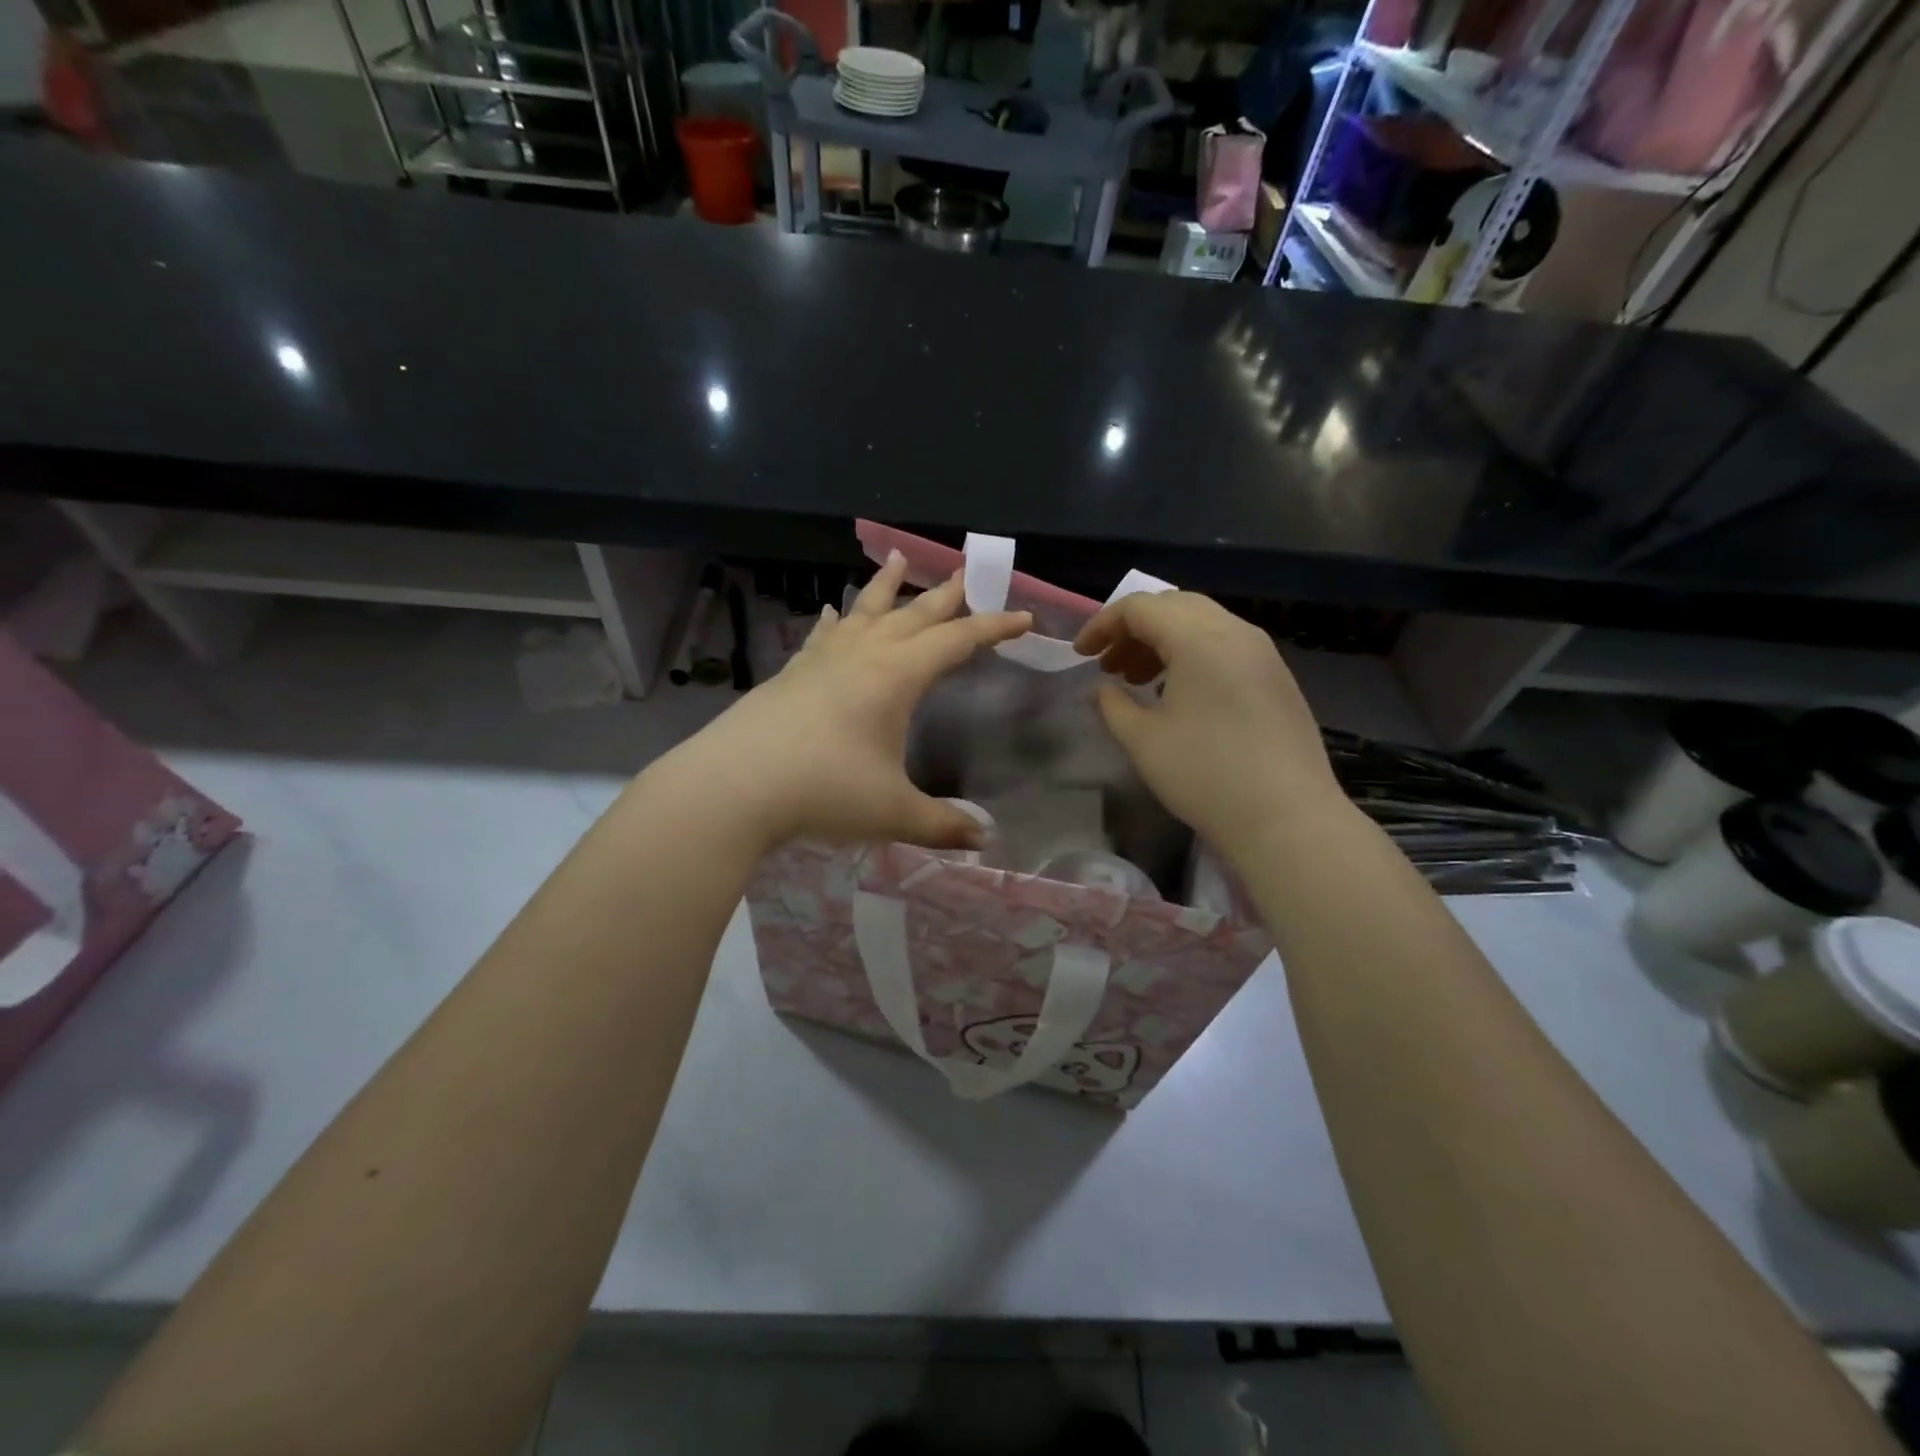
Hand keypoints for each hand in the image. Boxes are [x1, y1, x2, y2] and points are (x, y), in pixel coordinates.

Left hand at [673, 552, 1030, 852]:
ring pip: (865, 610)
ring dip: (886, 585)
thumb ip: (942, 824)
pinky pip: (825, 634)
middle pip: (914, 614)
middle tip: (967, 573)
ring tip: (899, 558)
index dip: (994, 628)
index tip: (1024, 618)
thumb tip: (985, 840)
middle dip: (946, 594)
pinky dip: (837, 619)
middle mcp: (864, 654)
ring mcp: (824, 659)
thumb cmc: (824, 790)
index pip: (958, 640)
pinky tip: (834, 612)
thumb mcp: (893, 812)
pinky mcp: (793, 671)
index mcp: (897, 675)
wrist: (735, 785)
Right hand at [1072, 592, 1342, 854]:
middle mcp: (1235, 632)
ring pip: (1202, 624)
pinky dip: (1191, 655)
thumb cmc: (1205, 776)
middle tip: (1107, 664)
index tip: (1080, 655)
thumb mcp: (1143, 741)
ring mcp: (1262, 653)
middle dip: (1133, 629)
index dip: (1102, 625)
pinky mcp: (1276, 677)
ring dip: (1162, 641)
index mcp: (1199, 638)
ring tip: (1136, 680)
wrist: (1287, 819)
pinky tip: (1177, 693)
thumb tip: (1098, 689)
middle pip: (1174, 606)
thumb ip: (1112, 705)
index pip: (1141, 607)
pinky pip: (1225, 646)